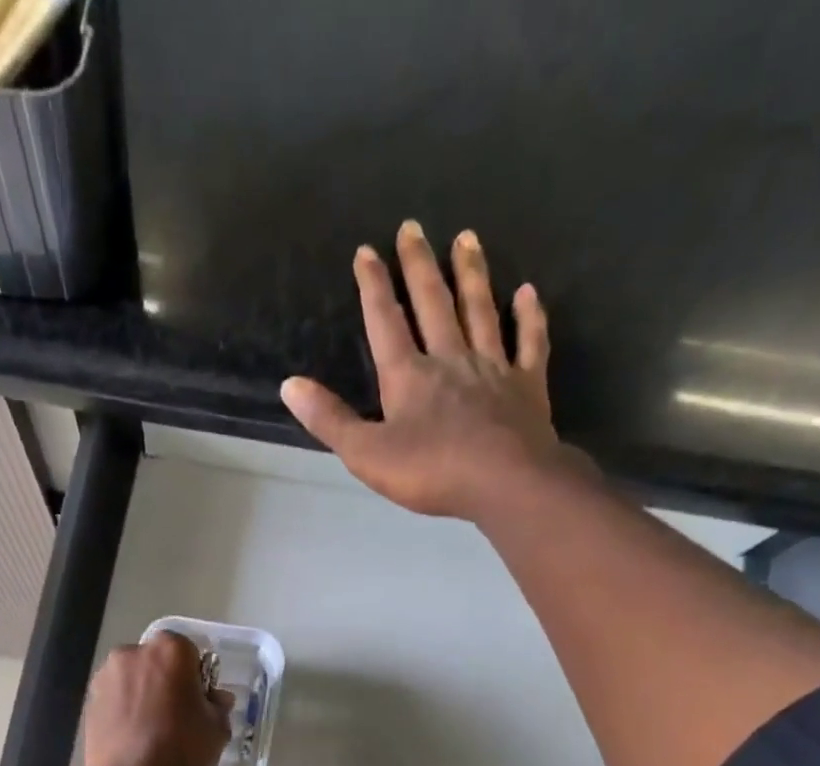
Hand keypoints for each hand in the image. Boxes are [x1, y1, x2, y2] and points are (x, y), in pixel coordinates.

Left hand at [82, 632, 232, 765]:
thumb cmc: (182, 749)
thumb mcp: (217, 729)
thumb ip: (218, 705)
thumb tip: (216, 698)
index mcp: (169, 650)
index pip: (188, 651)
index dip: (195, 676)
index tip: (198, 701)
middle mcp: (132, 653)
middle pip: (155, 662)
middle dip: (165, 681)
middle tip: (176, 716)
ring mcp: (105, 677)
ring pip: (131, 680)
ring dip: (141, 696)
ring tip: (152, 731)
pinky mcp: (88, 703)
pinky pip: (114, 700)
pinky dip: (123, 712)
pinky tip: (132, 739)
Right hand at [280, 221, 575, 523]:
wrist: (505, 483)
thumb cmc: (431, 471)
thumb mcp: (366, 453)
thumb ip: (329, 420)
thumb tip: (290, 385)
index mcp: (409, 375)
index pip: (385, 322)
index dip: (372, 286)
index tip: (365, 251)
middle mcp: (450, 358)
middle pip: (434, 303)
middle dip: (419, 265)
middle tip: (413, 227)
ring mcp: (493, 368)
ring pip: (480, 311)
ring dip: (471, 274)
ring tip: (466, 238)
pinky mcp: (527, 386)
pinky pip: (529, 343)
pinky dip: (528, 317)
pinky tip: (527, 292)